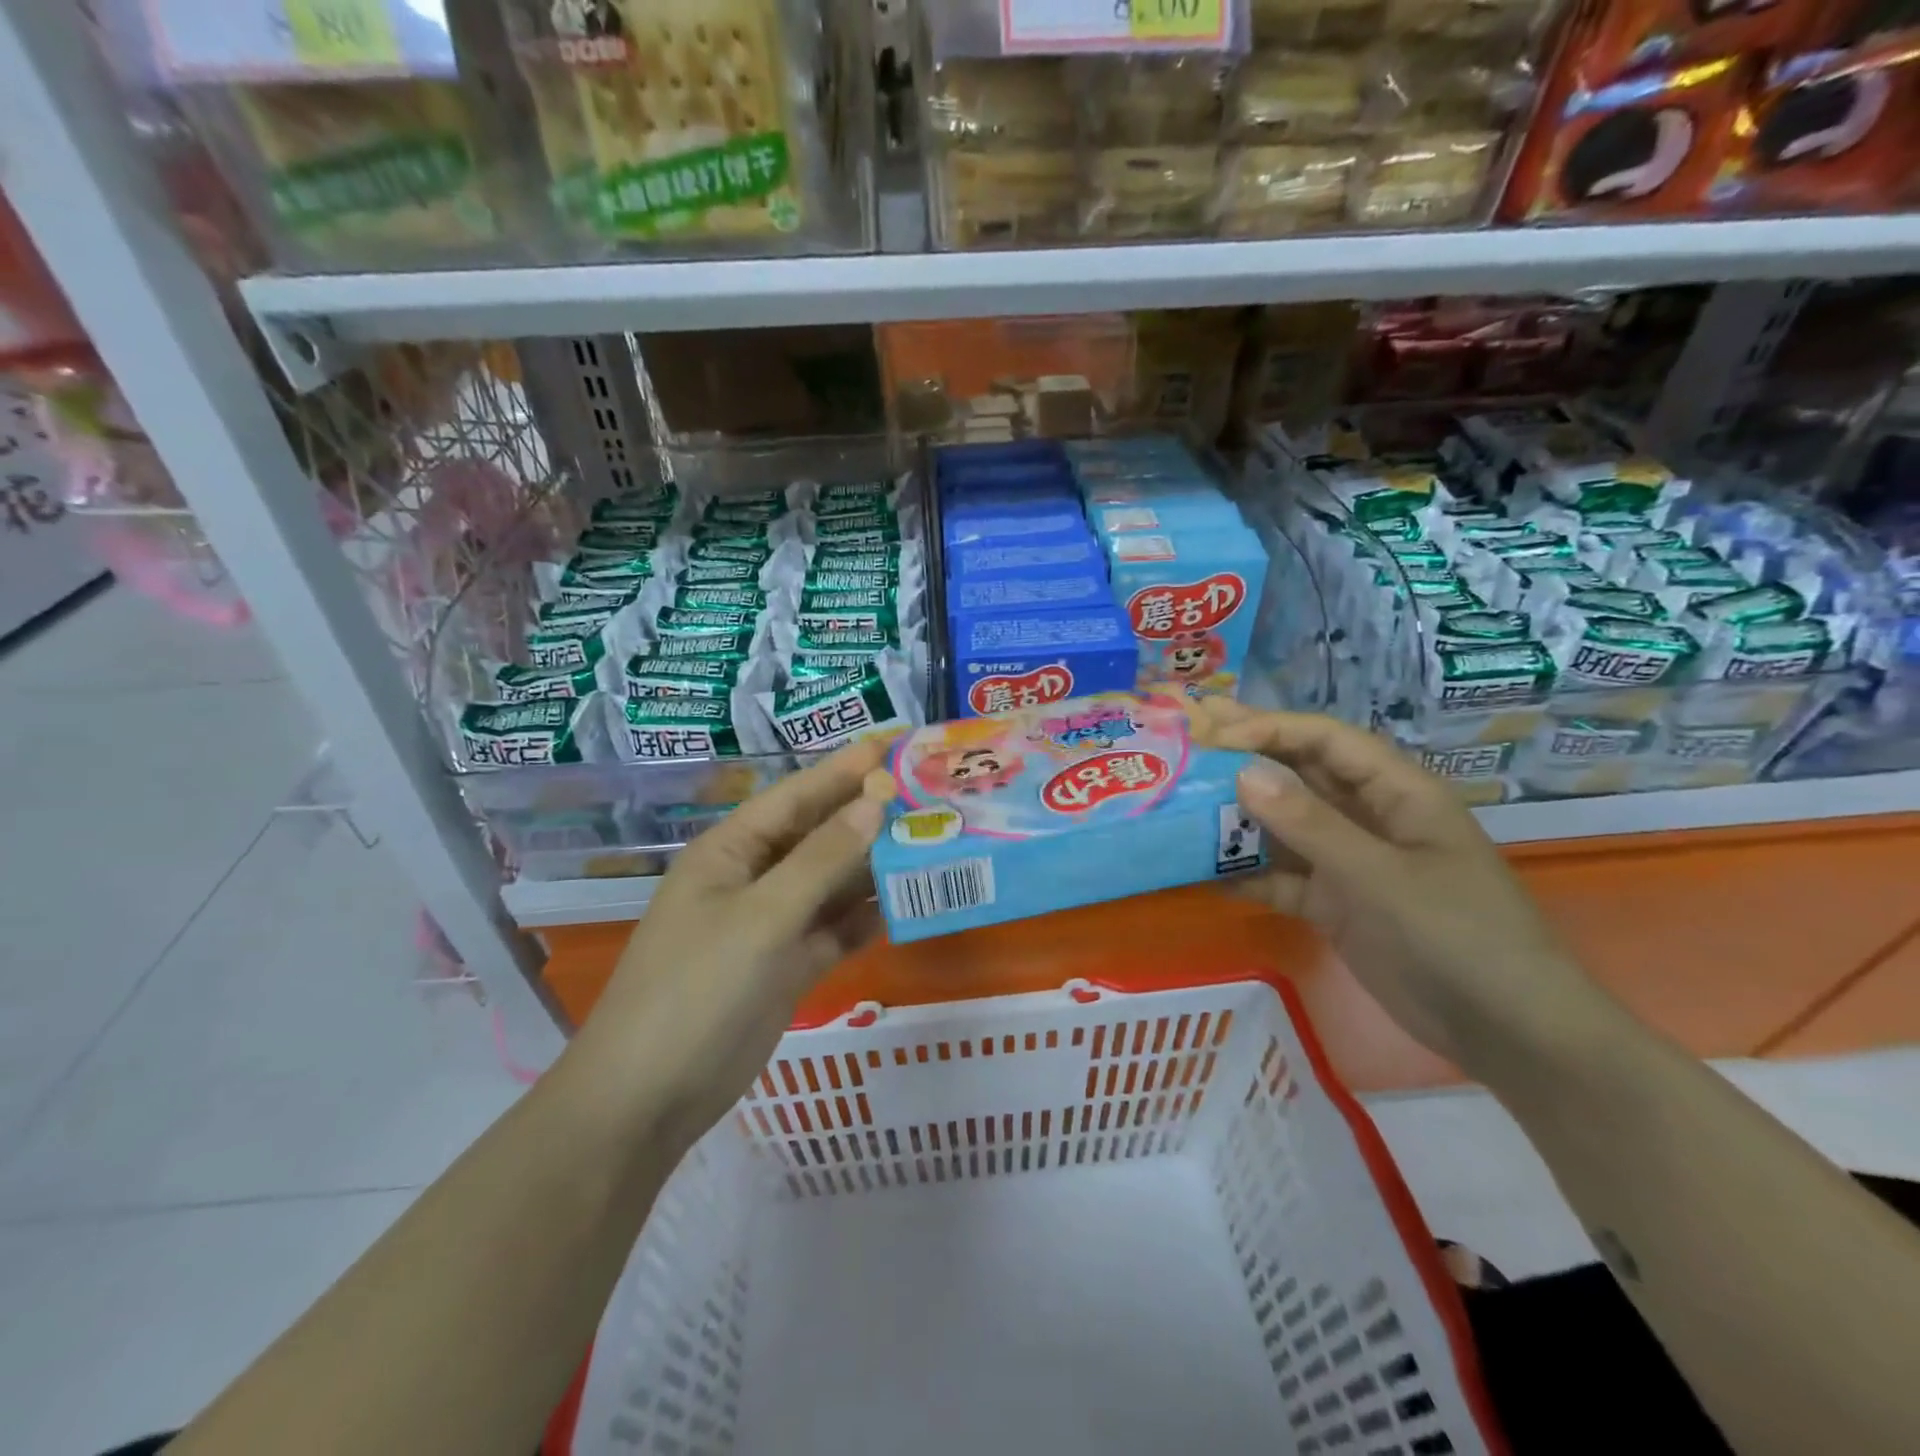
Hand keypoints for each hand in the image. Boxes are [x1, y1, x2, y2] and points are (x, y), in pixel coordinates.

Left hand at [568, 736, 895, 1150]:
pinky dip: (866, 917)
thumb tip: (875, 802)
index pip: (798, 795)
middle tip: (931, 793)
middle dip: (870, 814)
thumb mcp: (761, 917)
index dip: (847, 768)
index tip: (898, 743)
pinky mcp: (789, 965)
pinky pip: (836, 928)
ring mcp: (772, 924)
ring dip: (875, 866)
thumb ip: (822, 860)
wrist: (650, 1099)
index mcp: (733, 850)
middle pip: (821, 835)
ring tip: (934, 841)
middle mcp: (754, 878)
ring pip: (833, 882)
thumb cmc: (696, 990)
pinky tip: (906, 904)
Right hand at [1196, 701, 1605, 1076]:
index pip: (1325, 741)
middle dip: (1245, 759)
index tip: (1212, 735)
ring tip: (1178, 805)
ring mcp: (1350, 863)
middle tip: (1186, 743)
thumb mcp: (1380, 876)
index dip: (1269, 729)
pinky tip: (1200, 872)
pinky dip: (1245, 875)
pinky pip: (1280, 878)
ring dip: (1237, 818)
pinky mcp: (1335, 904)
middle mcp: (1368, 818)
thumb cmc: (1457, 935)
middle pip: (1299, 776)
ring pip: (1283, 827)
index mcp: (1396, 793)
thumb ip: (1310, 825)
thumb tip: (1243, 772)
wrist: (1506, 1033)